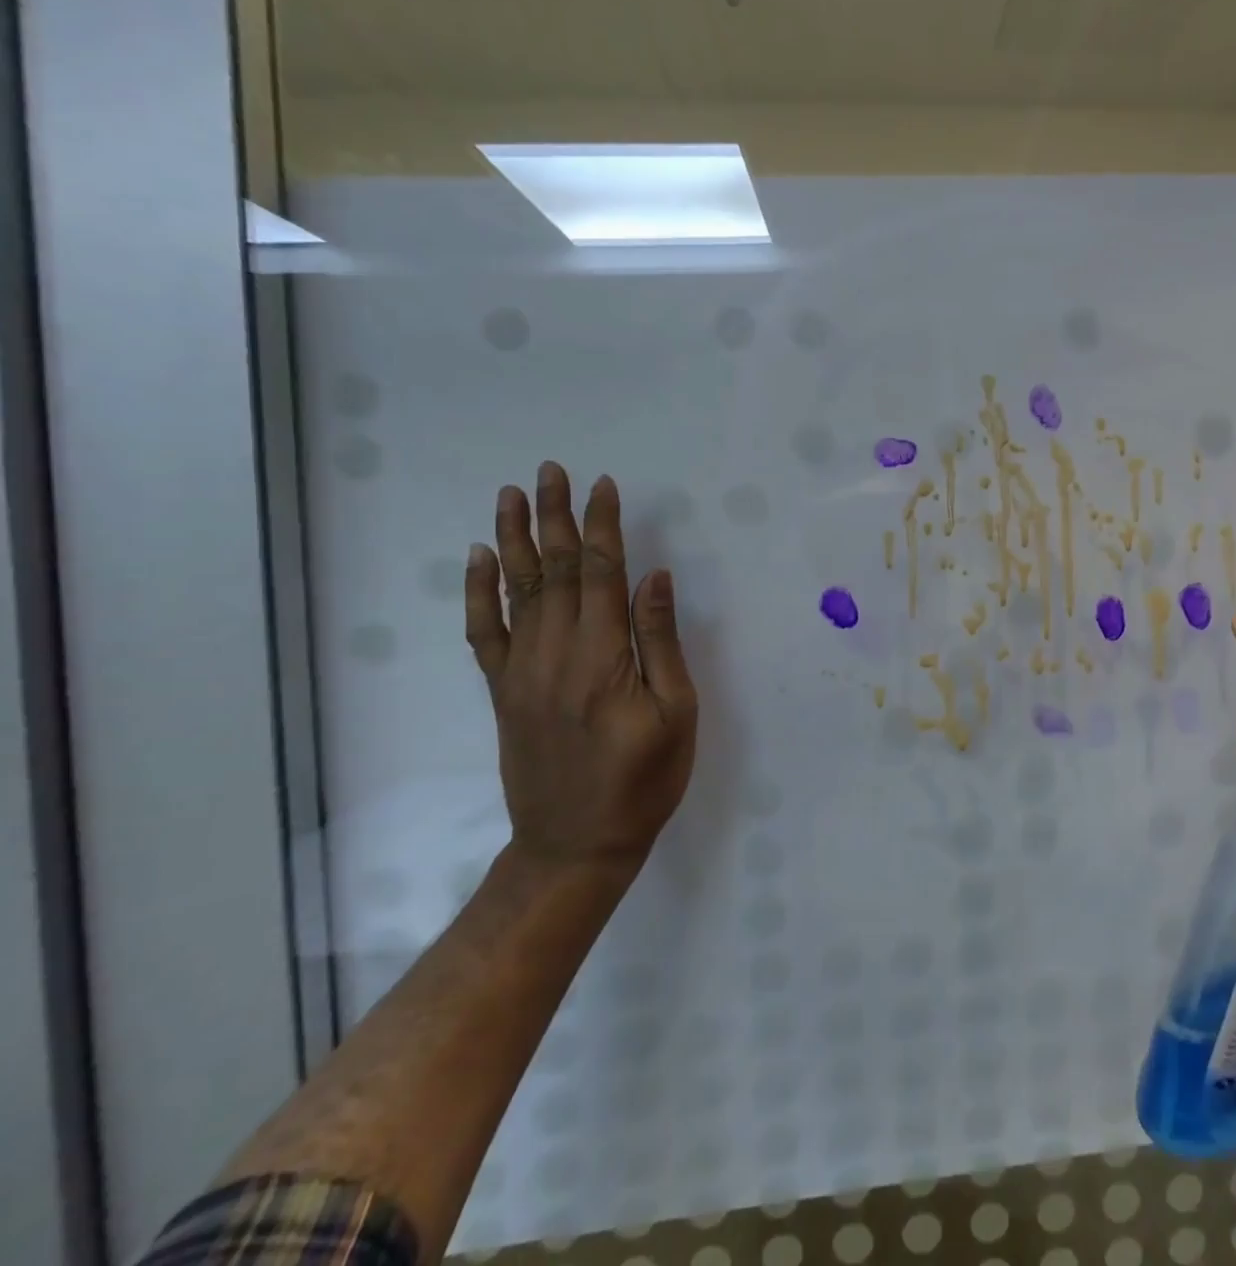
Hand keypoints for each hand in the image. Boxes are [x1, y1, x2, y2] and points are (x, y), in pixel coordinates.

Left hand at [465, 462, 697, 873]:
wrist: (575, 844)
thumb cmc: (643, 781)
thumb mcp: (676, 714)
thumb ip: (661, 643)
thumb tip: (655, 578)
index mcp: (603, 658)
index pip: (601, 574)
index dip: (603, 527)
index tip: (605, 486)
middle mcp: (555, 654)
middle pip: (554, 571)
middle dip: (555, 517)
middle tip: (551, 471)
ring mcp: (521, 671)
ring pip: (515, 590)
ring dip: (514, 538)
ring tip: (512, 495)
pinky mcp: (502, 691)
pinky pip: (484, 631)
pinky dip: (478, 592)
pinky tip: (478, 558)